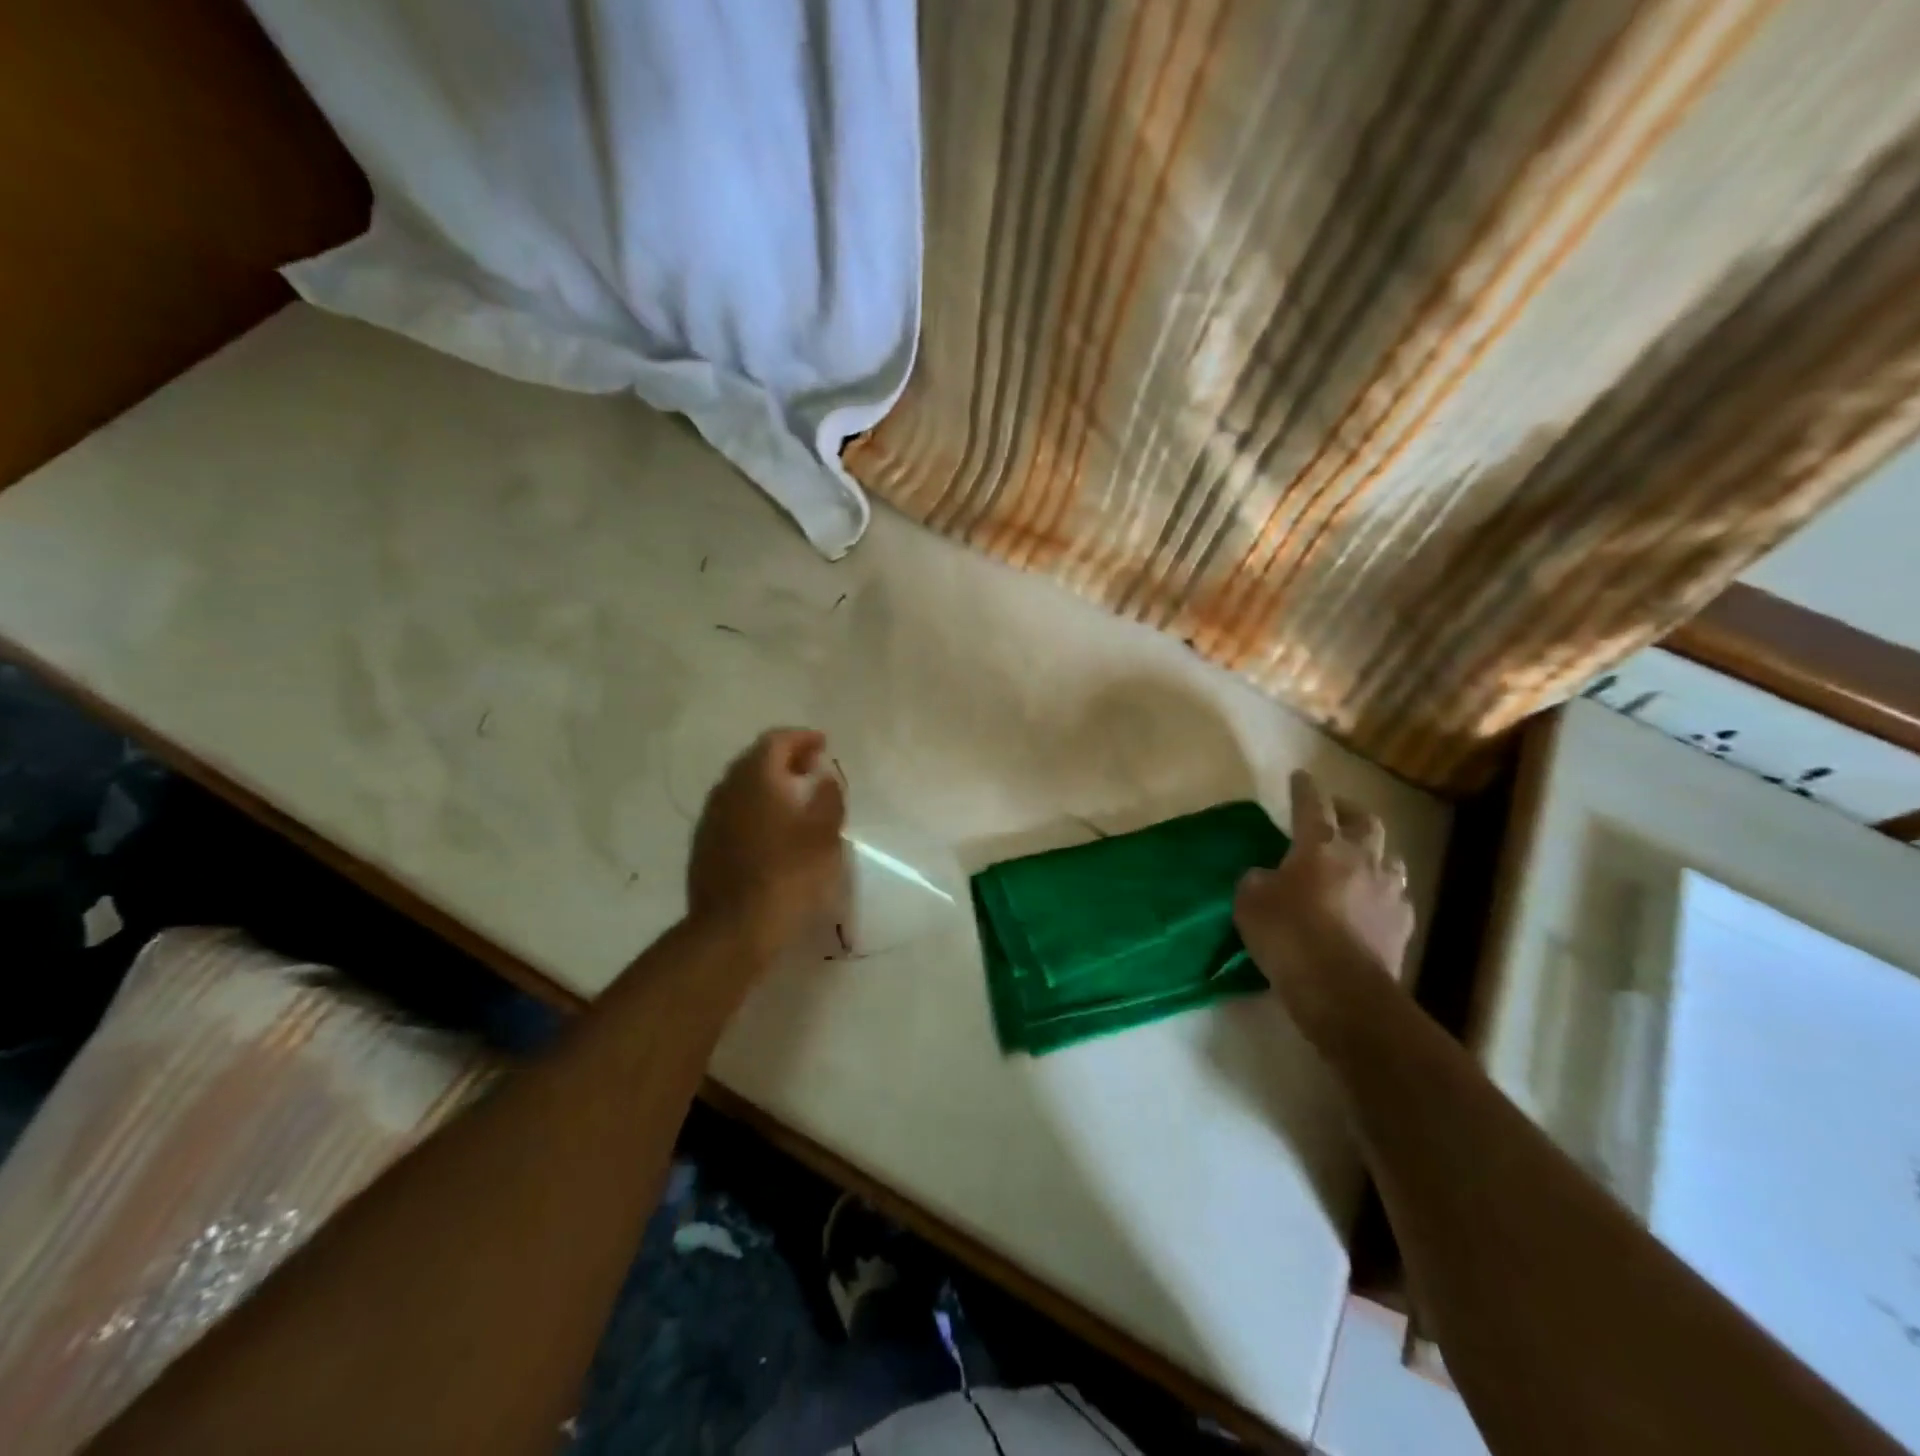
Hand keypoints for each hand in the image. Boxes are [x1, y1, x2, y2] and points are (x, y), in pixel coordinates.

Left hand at [687, 728, 847, 962]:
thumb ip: (828, 796)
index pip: (776, 741)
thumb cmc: (788, 875)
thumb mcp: (824, 834)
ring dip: (769, 784)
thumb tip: (824, 775)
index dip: (802, 738)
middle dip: (786, 758)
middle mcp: (727, 789)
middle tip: (812, 768)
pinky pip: (734, 811)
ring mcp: (711, 818)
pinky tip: (772, 829)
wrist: (733, 929)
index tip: (823, 743)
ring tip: (796, 798)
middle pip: (756, 760)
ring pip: (742, 786)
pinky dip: (756, 807)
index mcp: (756, 778)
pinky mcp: (705, 845)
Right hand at [1234, 770, 1414, 1028]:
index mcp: (1320, 846)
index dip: (1304, 788)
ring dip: (1373, 851)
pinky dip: (1383, 892)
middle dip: (1349, 811)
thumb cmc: (1289, 937)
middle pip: (1365, 821)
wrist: (1343, 991)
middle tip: (1335, 812)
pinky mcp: (1403, 924)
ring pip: (1390, 856)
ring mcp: (1389, 891)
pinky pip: (1397, 896)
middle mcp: (1361, 858)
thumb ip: (1257, 880)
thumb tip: (1267, 876)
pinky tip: (1371, 903)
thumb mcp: (1250, 903)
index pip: (1312, 804)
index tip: (1300, 776)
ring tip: (1359, 858)